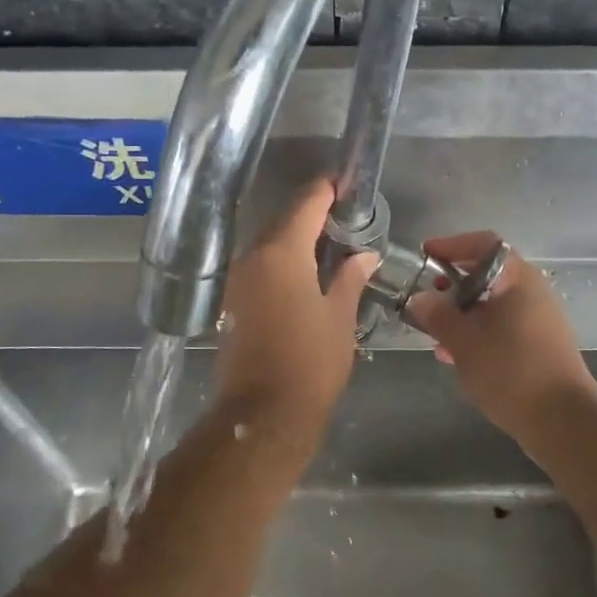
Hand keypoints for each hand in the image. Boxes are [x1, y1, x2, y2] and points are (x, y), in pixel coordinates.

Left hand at [214, 180, 376, 448]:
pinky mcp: (231, 302)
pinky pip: (259, 266)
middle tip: (344, 216)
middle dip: (312, 214)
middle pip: (283, 221)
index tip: (347, 183)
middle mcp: (252, 258)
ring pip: (268, 244)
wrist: (264, 414)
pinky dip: (281, 261)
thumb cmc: (310, 363)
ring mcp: (237, 280)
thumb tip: (365, 255)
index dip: (327, 189)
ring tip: (329, 243)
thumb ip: (350, 278)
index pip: (306, 204)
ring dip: (295, 238)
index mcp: (281, 254)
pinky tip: (305, 272)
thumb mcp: (339, 318)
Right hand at [404, 233, 596, 441]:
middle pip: (487, 274)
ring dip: (462, 314)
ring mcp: (539, 320)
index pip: (484, 243)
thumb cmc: (510, 370)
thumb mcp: (463, 341)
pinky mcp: (539, 346)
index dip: (451, 245)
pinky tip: (456, 357)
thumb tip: (419, 299)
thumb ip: (437, 315)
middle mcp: (532, 292)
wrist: (562, 420)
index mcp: (517, 278)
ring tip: (434, 334)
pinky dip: (477, 333)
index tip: (425, 256)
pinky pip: (502, 328)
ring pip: (492, 305)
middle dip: (452, 285)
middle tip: (426, 299)